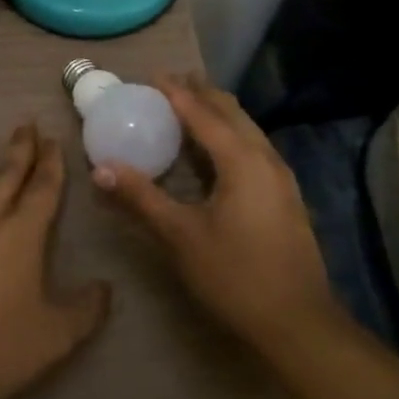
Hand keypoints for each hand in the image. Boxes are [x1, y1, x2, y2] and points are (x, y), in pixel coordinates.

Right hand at [93, 73, 344, 355]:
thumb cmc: (235, 275)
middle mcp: (265, 158)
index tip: (152, 76)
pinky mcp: (285, 195)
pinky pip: (253, 146)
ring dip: (219, 112)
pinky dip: (230, 133)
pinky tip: (216, 150)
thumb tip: (100, 168)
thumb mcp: (180, 235)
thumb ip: (141, 197)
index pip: (203, 113)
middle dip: (201, 93)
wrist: (298, 323)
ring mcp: (281, 177)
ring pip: (247, 128)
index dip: (176, 93)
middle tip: (171, 83)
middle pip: (231, 112)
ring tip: (191, 105)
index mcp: (241, 160)